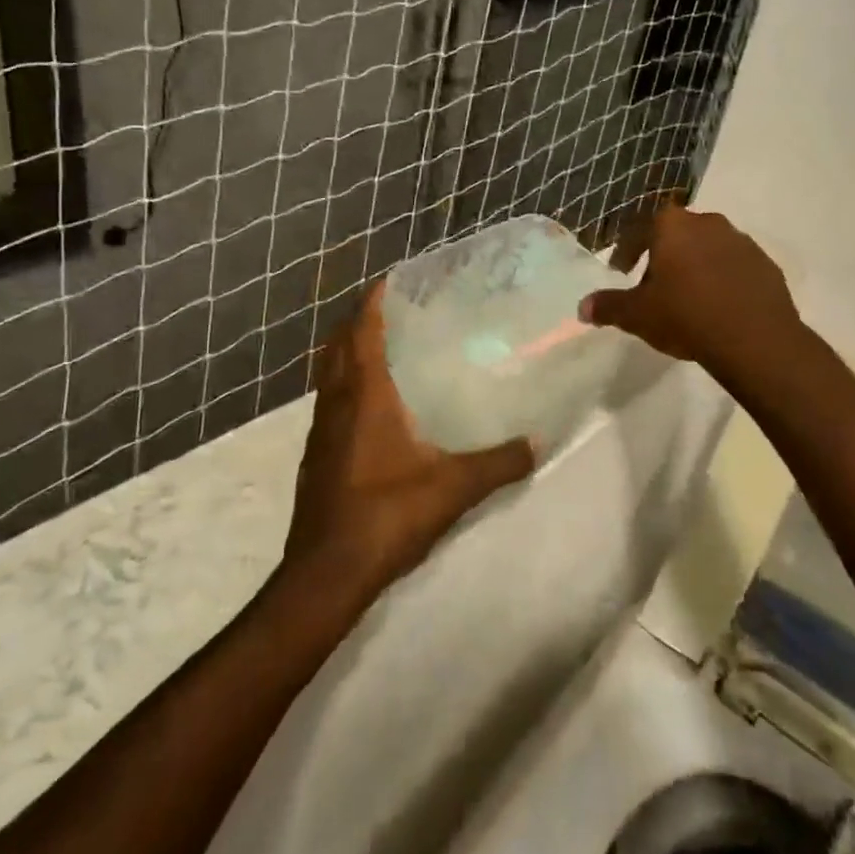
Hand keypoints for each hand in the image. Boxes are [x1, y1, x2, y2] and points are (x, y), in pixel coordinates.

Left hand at [282, 281, 534, 609]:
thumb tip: (538, 444)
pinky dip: (345, 386)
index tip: (390, 279)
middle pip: (337, 346)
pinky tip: (371, 406)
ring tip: (382, 348)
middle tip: (390, 308)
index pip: (362, 331)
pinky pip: (329, 403)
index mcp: (365, 397)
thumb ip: (498, 464)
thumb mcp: (453, 488)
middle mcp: (336, 404)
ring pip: (329, 375)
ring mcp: (320, 432)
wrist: (326, 574)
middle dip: (357, 321)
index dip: (372, 301)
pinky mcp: (316, 457)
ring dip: (347, 353)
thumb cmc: (387, 515)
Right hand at [579, 202, 801, 377]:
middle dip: (663, 256)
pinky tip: (718, 307)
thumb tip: (582, 307)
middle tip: (653, 285)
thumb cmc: (686, 316)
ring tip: (687, 297)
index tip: (621, 270)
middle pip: (677, 235)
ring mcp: (741, 242)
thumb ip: (608, 307)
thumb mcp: (637, 315)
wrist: (754, 339)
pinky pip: (735, 267)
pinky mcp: (766, 265)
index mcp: (673, 226)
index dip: (627, 249)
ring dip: (695, 266)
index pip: (640, 228)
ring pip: (708, 248)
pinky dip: (723, 279)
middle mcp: (708, 223)